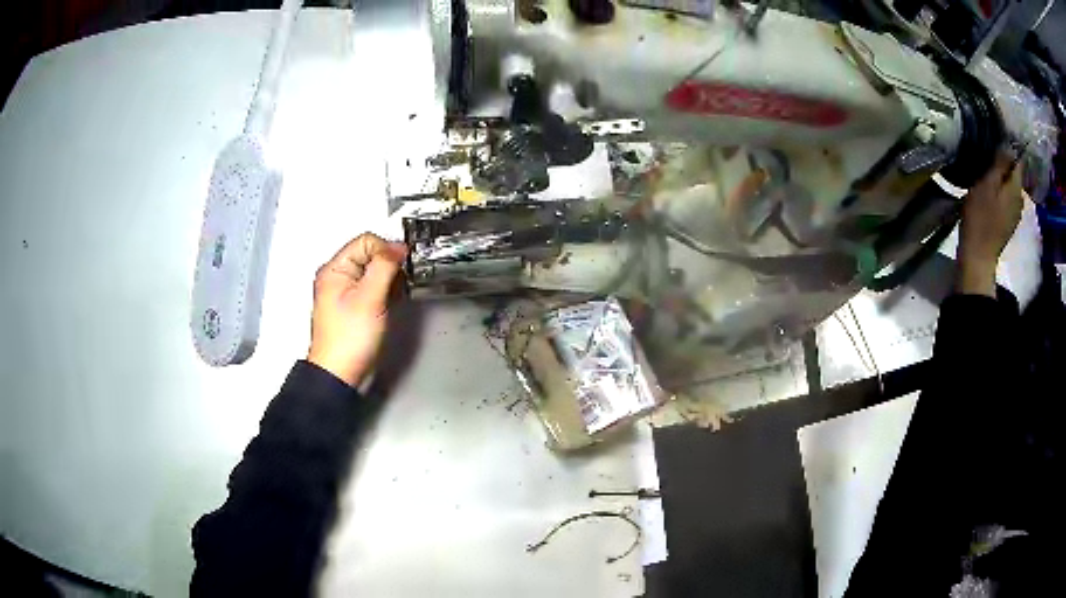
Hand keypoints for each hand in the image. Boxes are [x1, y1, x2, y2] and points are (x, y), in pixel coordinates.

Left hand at [307, 234, 406, 386]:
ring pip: (374, 271)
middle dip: (388, 267)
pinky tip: (386, 307)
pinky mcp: (352, 305)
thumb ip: (384, 267)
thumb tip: (397, 247)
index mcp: (334, 269)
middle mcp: (337, 276)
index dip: (387, 250)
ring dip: (388, 281)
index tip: (400, 267)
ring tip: (388, 300)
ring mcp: (344, 291)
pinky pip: (373, 287)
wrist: (340, 373)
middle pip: (371, 254)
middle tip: (392, 288)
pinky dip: (384, 293)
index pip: (367, 241)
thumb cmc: (348, 340)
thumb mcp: (370, 298)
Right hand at [957, 152, 1022, 296]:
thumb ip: (1000, 164)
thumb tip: (1009, 146)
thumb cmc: (981, 217)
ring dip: (1002, 179)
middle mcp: (1020, 200)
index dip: (1010, 148)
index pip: (1018, 160)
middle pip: (1014, 175)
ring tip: (989, 172)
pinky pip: (1007, 200)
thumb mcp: (988, 184)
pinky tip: (991, 193)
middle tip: (989, 155)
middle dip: (1005, 164)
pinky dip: (1001, 193)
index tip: (998, 139)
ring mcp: (1015, 215)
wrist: (978, 257)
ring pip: (1011, 188)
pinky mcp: (1008, 224)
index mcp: (1016, 188)